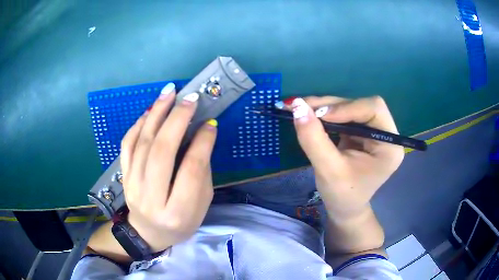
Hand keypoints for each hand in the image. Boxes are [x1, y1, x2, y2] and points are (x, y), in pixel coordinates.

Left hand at [120, 83, 217, 251]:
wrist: (148, 233)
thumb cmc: (181, 223)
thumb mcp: (201, 205)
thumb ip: (201, 172)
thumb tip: (201, 134)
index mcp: (178, 212)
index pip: (191, 169)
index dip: (202, 142)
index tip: (210, 123)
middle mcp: (151, 199)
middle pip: (161, 152)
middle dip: (177, 119)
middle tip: (190, 98)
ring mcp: (132, 186)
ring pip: (142, 144)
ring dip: (156, 114)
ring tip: (169, 93)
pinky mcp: (123, 177)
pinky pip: (127, 145)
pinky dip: (138, 124)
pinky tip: (150, 111)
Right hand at [291, 96, 403, 217]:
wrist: (344, 208)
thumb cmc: (342, 195)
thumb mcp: (327, 169)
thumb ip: (313, 138)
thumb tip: (297, 105)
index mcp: (390, 145)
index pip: (374, 109)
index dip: (346, 107)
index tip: (318, 114)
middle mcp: (386, 134)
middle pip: (361, 105)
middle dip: (332, 105)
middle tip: (303, 107)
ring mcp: (374, 132)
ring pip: (351, 106)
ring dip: (326, 107)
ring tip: (302, 109)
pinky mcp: (362, 132)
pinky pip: (345, 115)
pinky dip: (327, 114)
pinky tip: (312, 117)